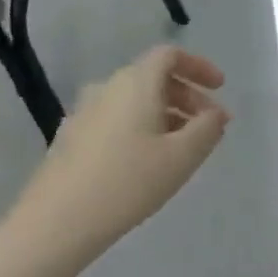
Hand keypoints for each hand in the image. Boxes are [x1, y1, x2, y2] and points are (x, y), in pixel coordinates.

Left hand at [3, 45, 229, 263]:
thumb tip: (216, 114)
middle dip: (188, 97)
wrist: (57, 221)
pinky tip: (148, 161)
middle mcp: (107, 88)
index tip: (220, 88)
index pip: (169, 55)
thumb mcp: (182, 157)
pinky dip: (141, 128)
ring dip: (166, 115)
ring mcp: (85, 112)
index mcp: (136, 83)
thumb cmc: (129, 181)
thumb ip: (208, 128)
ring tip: (183, 148)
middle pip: (154, 78)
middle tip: (209, 126)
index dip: (199, 66)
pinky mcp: (72, 137)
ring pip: (135, 101)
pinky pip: (117, 119)